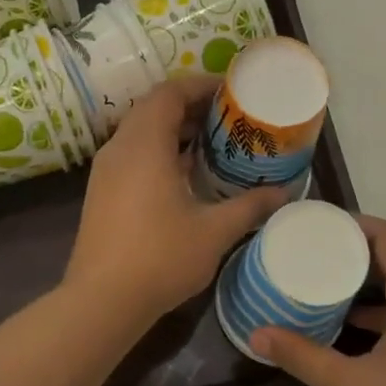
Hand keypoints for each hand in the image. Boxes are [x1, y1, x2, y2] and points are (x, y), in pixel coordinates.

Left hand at [63, 75, 283, 323]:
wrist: (101, 300)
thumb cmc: (160, 258)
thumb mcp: (214, 231)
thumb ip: (250, 206)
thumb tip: (284, 192)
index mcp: (144, 145)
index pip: (168, 93)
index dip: (199, 85)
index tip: (231, 91)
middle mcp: (119, 148)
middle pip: (153, 108)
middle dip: (190, 106)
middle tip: (228, 117)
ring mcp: (105, 171)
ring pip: (140, 132)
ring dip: (173, 130)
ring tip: (212, 143)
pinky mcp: (101, 192)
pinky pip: (132, 154)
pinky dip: (158, 151)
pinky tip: (184, 175)